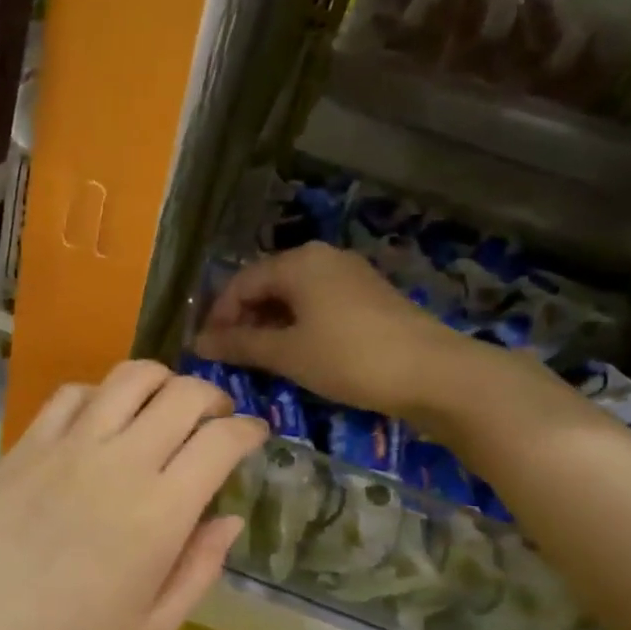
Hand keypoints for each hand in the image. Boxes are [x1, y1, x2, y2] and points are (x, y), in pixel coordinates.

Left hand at [0, 361, 267, 629]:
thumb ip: (198, 570)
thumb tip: (229, 519)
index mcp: (160, 513)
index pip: (221, 442)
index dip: (250, 431)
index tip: (257, 436)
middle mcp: (119, 463)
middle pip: (182, 395)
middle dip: (213, 397)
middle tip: (217, 419)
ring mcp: (66, 447)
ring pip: (128, 378)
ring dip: (161, 381)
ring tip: (165, 406)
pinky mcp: (24, 446)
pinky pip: (71, 394)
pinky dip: (101, 393)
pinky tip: (102, 418)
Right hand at [193, 243, 457, 418]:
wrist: (432, 372)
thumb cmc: (348, 358)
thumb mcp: (287, 353)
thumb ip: (240, 345)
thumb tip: (198, 343)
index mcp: (298, 262)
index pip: (241, 283)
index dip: (218, 316)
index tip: (205, 349)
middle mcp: (322, 258)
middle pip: (267, 284)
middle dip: (243, 319)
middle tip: (229, 355)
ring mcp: (349, 275)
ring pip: (294, 295)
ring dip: (270, 324)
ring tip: (258, 358)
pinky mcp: (368, 296)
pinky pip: (318, 304)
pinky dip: (298, 325)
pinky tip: (296, 353)